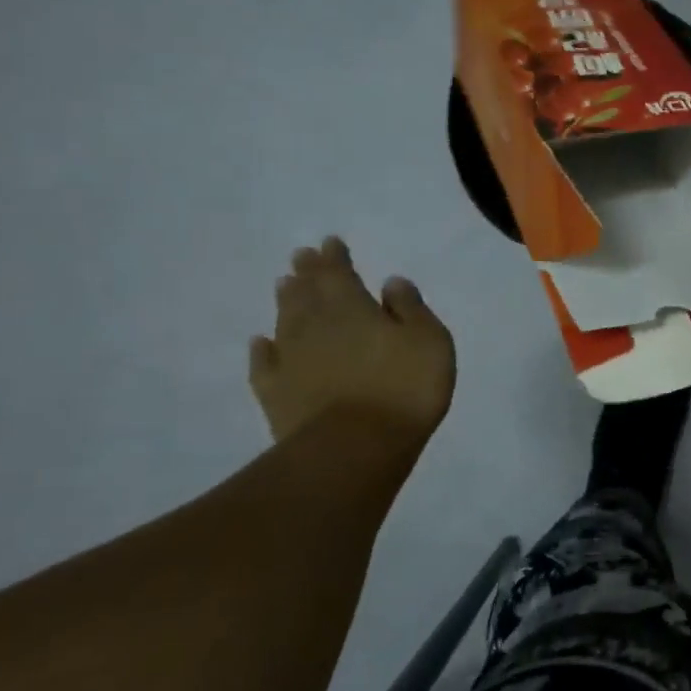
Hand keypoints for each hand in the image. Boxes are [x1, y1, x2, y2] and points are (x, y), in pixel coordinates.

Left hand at [248, 237, 455, 443]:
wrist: (355, 447)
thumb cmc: (405, 388)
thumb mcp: (429, 340)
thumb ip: (410, 308)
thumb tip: (390, 283)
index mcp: (353, 308)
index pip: (339, 274)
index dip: (334, 257)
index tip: (329, 242)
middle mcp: (316, 327)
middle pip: (307, 293)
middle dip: (306, 273)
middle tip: (300, 257)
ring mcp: (291, 361)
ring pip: (285, 322)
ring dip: (286, 301)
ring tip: (283, 285)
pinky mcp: (276, 394)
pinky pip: (265, 364)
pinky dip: (262, 350)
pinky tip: (261, 342)